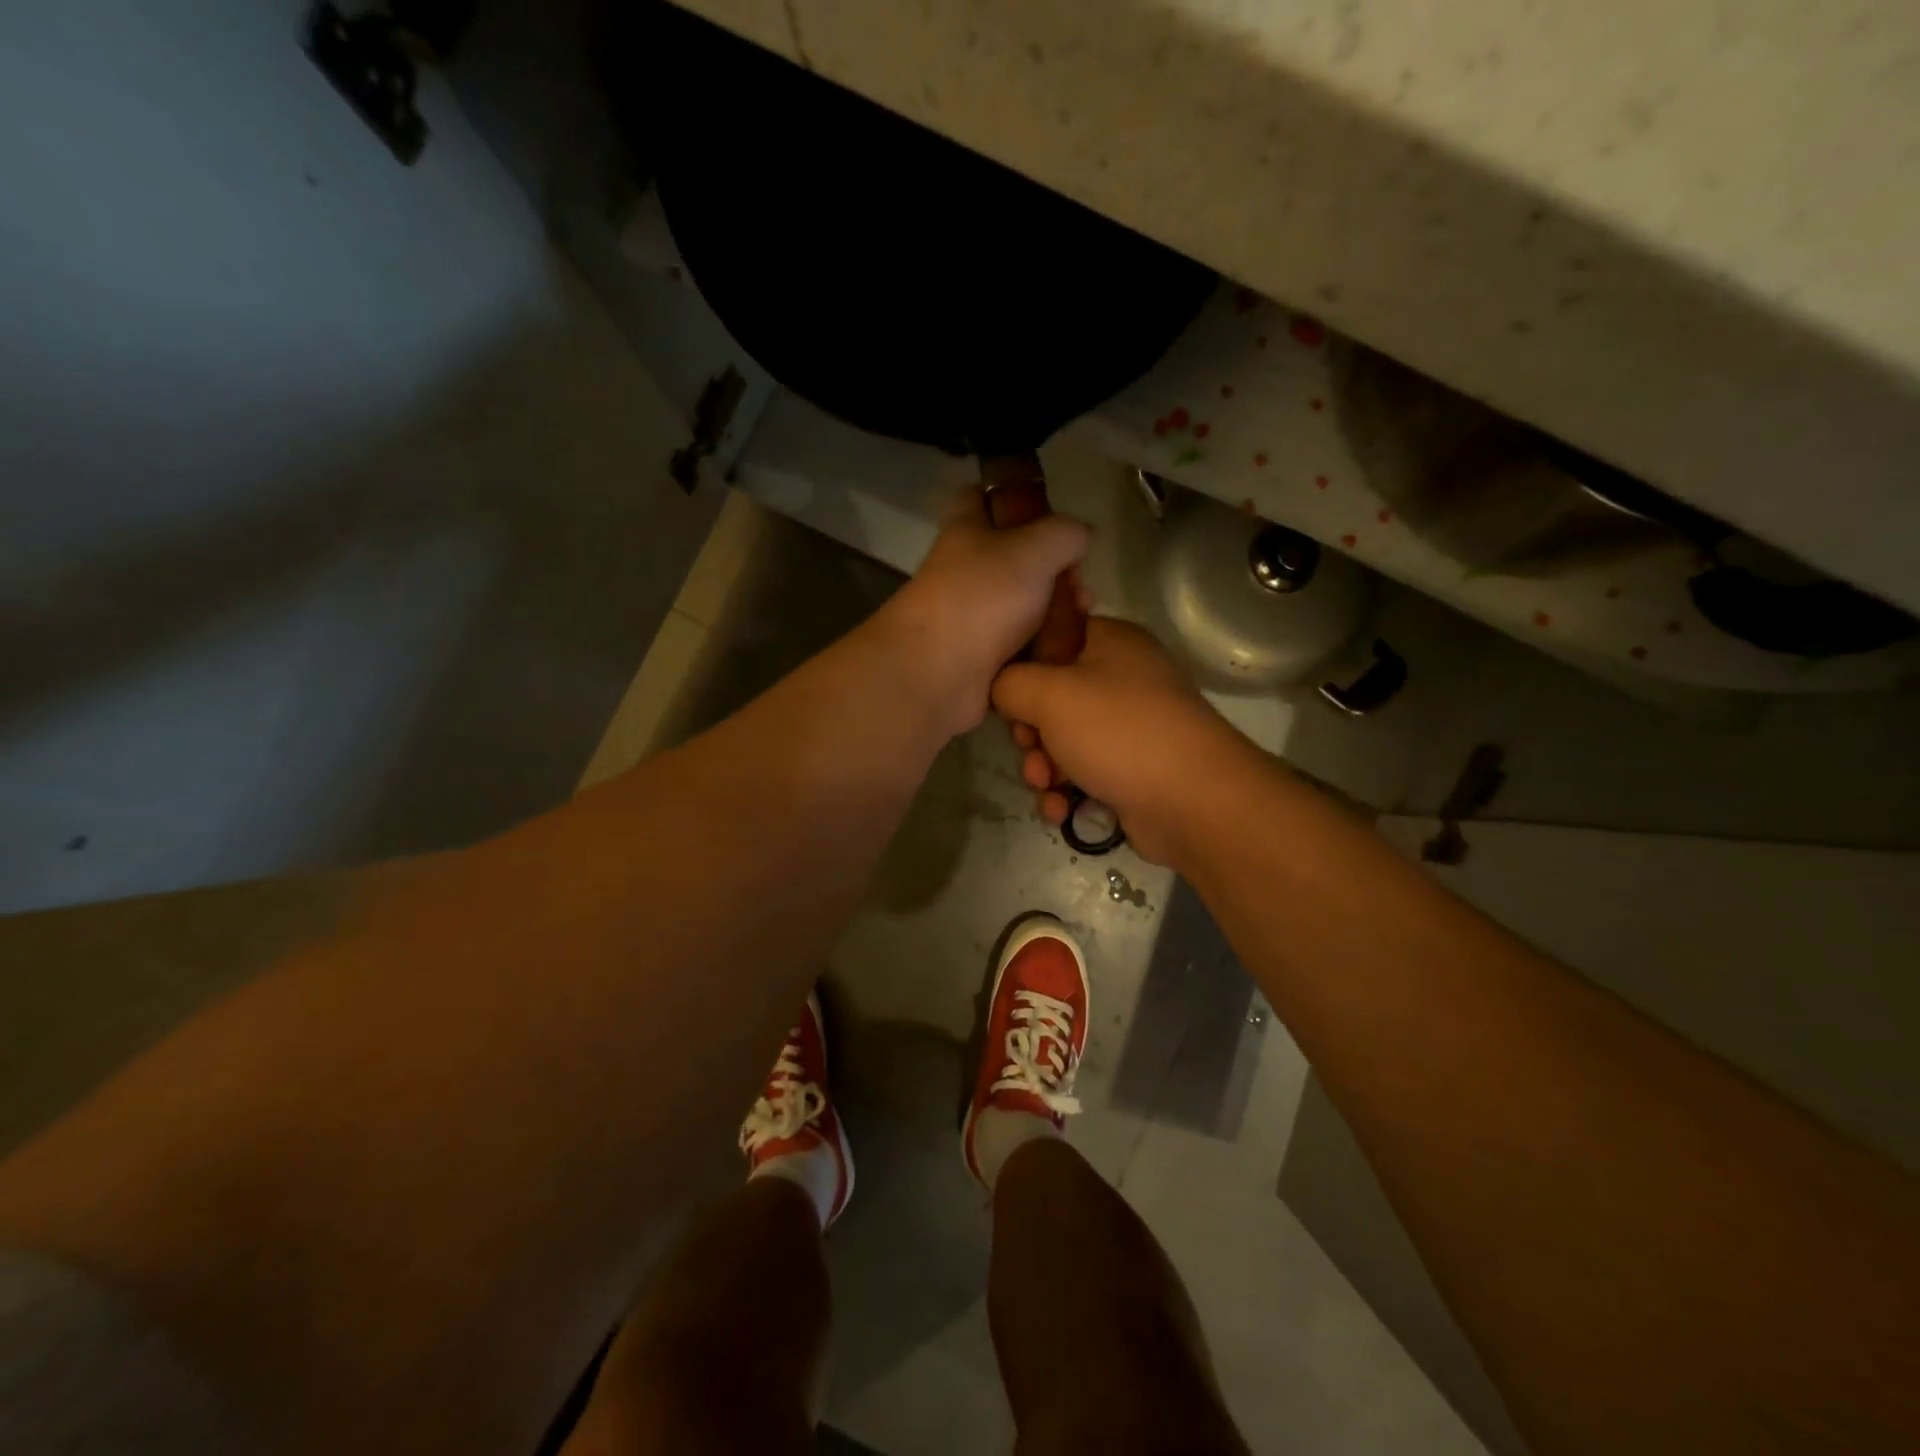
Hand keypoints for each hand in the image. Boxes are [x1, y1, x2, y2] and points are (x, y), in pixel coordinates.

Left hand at [870, 486, 1089, 736]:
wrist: (938, 675)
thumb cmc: (983, 597)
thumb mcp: (1035, 548)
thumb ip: (1066, 533)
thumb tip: (1080, 536)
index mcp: (967, 530)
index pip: (983, 496)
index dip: (1017, 497)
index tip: (1052, 512)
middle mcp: (967, 570)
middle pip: (1017, 558)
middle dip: (1056, 569)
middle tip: (1080, 585)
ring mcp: (973, 616)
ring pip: (1025, 604)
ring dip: (1057, 611)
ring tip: (1082, 618)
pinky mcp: (982, 657)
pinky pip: (1023, 644)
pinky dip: (1045, 646)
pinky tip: (1067, 648)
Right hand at [990, 618, 1252, 863]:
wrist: (1194, 802)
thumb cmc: (1119, 732)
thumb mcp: (1049, 694)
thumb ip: (1010, 682)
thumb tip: (1002, 689)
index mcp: (1110, 642)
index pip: (1050, 638)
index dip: (1020, 667)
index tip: (1004, 696)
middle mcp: (1122, 678)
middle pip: (1050, 697)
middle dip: (1029, 731)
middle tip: (1029, 747)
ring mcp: (1129, 727)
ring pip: (1062, 741)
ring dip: (1042, 767)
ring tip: (1045, 787)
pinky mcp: (1131, 769)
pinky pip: (1082, 773)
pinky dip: (1066, 791)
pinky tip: (1060, 810)